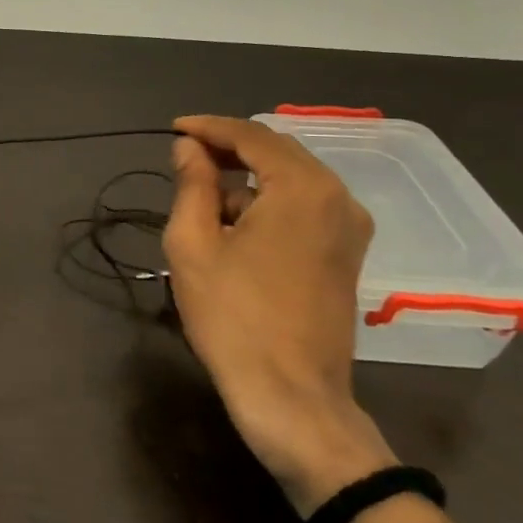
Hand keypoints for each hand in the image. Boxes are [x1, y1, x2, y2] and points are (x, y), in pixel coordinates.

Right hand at [163, 115, 396, 512]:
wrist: (291, 395)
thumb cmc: (233, 316)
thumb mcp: (193, 244)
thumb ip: (192, 184)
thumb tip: (189, 147)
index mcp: (303, 188)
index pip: (252, 135)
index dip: (208, 127)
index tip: (173, 129)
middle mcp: (338, 198)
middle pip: (277, 152)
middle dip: (228, 148)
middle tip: (183, 156)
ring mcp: (349, 228)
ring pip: (291, 179)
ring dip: (247, 178)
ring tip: (202, 198)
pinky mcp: (347, 254)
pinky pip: (305, 206)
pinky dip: (268, 201)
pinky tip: (235, 224)